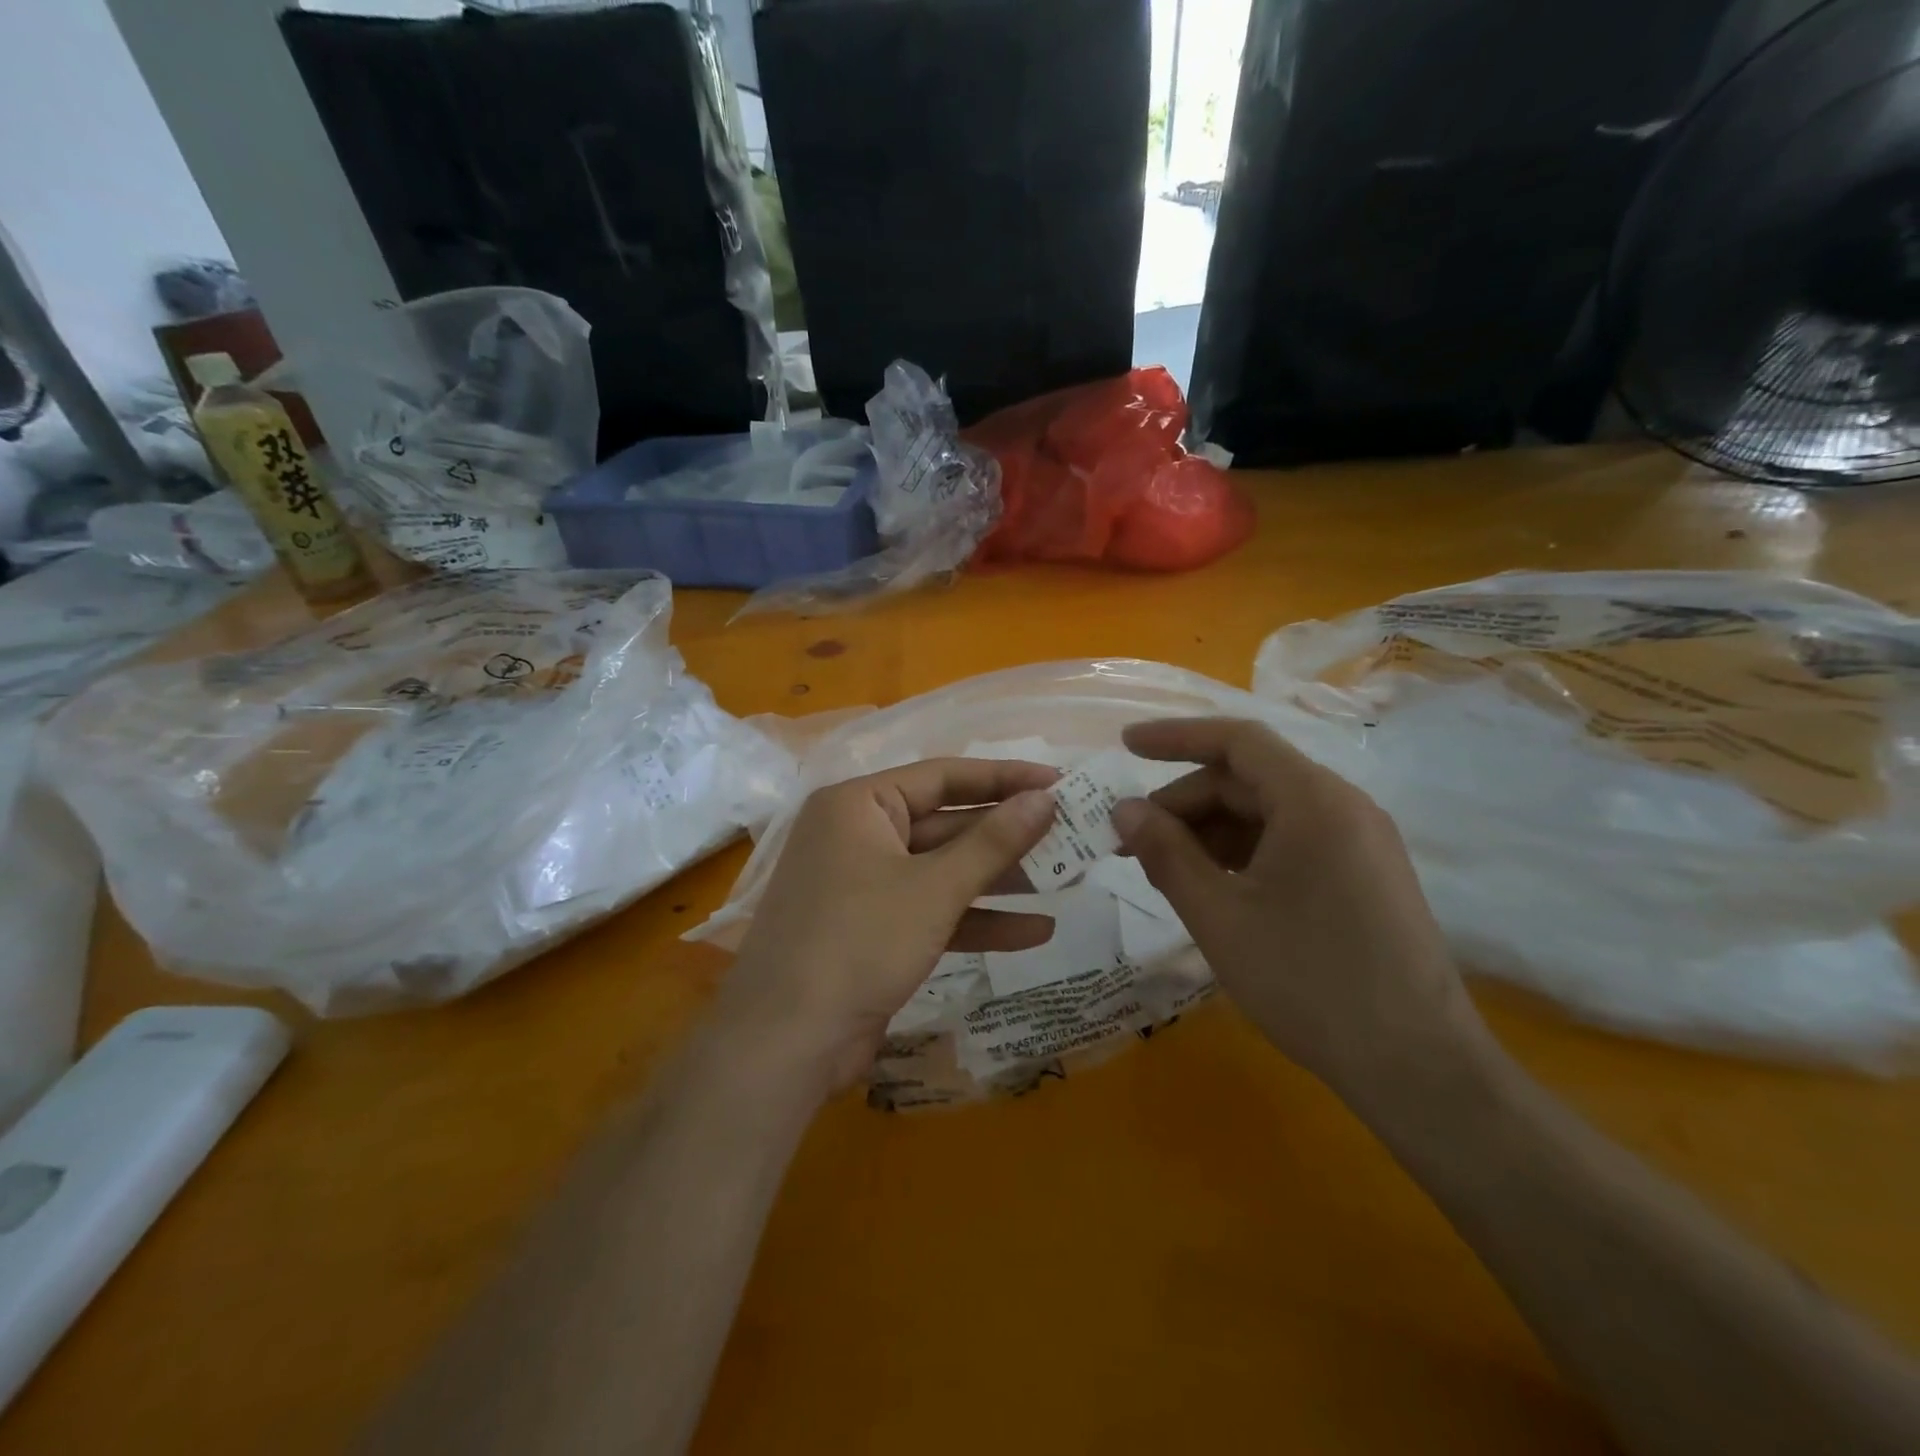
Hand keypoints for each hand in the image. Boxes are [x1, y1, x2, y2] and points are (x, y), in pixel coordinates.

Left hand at [717, 759, 1058, 1093]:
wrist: (787, 1043)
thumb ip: (993, 841)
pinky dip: (975, 919)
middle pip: (945, 824)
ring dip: (999, 879)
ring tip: (1065, 878)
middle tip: (1070, 833)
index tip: (1059, 783)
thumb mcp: (934, 888)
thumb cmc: (859, 941)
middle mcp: (858, 835)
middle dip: (1006, 835)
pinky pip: (931, 910)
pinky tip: (1034, 931)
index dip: (1004, 778)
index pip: (943, 776)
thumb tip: (1044, 797)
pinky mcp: (874, 930)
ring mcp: (864, 885)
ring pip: (942, 870)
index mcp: (859, 805)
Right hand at [1112, 717, 1489, 1100]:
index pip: (1236, 741)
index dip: (1174, 737)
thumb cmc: (1307, 981)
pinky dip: (1242, 854)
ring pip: (1267, 814)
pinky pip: (1290, 843)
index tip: (1124, 747)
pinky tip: (1212, 888)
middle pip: (1248, 780)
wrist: (1417, 1068)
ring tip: (1164, 870)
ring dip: (1209, 832)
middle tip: (1132, 842)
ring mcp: (1359, 843)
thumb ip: (1165, 853)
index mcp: (1314, 801)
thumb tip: (1123, 810)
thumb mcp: (1219, 915)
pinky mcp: (1363, 876)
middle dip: (1184, 804)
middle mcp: (1343, 807)